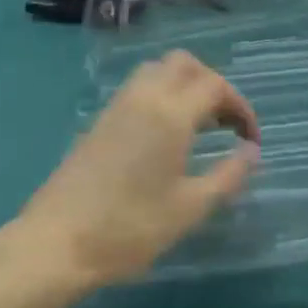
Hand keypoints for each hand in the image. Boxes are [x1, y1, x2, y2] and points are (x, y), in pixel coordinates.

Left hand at [14, 52, 258, 289]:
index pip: (216, 86)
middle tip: (224, 122)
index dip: (240, 107)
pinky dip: (161, 94)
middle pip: (185, 64)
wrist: (56, 243)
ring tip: (197, 124)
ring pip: (158, 70)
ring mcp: (118, 105)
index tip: (250, 140)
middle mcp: (145, 96)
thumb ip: (228, 175)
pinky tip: (164, 135)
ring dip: (184, 84)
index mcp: (171, 113)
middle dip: (212, 84)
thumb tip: (251, 152)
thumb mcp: (189, 208)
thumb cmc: (130, 227)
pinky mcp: (100, 119)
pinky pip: (138, 87)